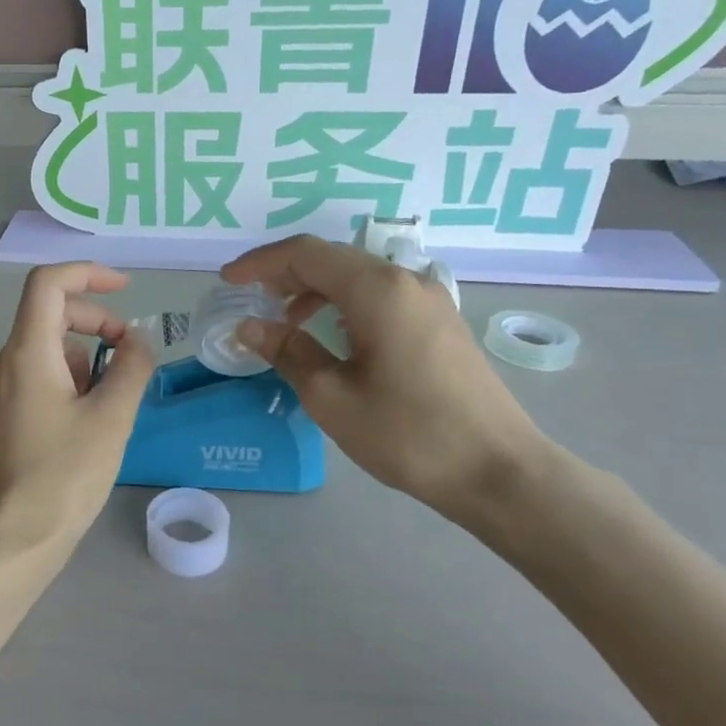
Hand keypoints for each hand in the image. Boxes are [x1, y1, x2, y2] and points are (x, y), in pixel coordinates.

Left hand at [0, 263, 154, 563]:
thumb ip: (132, 367)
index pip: (48, 283)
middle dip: (98, 324)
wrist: (10, 541)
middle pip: (52, 314)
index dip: (88, 274)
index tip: (126, 289)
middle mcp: (6, 362)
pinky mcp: (5, 416)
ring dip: (89, 361)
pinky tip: (91, 425)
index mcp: (26, 352)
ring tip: (112, 407)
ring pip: (51, 350)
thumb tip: (139, 339)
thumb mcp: (111, 418)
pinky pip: (42, 378)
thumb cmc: (62, 476)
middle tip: (131, 358)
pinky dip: (73, 383)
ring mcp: (2, 391)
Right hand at [222, 236, 550, 523]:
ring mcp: (429, 300)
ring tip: (284, 320)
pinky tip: (331, 334)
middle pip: (333, 259)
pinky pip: (381, 296)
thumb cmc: (407, 434)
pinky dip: (344, 304)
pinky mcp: (440, 323)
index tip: (227, 282)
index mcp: (377, 289)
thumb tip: (249, 326)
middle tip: (249, 298)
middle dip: (285, 273)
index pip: (306, 254)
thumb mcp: (332, 397)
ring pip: (358, 276)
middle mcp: (406, 281)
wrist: (497, 471)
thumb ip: (287, 352)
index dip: (261, 263)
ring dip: (315, 289)